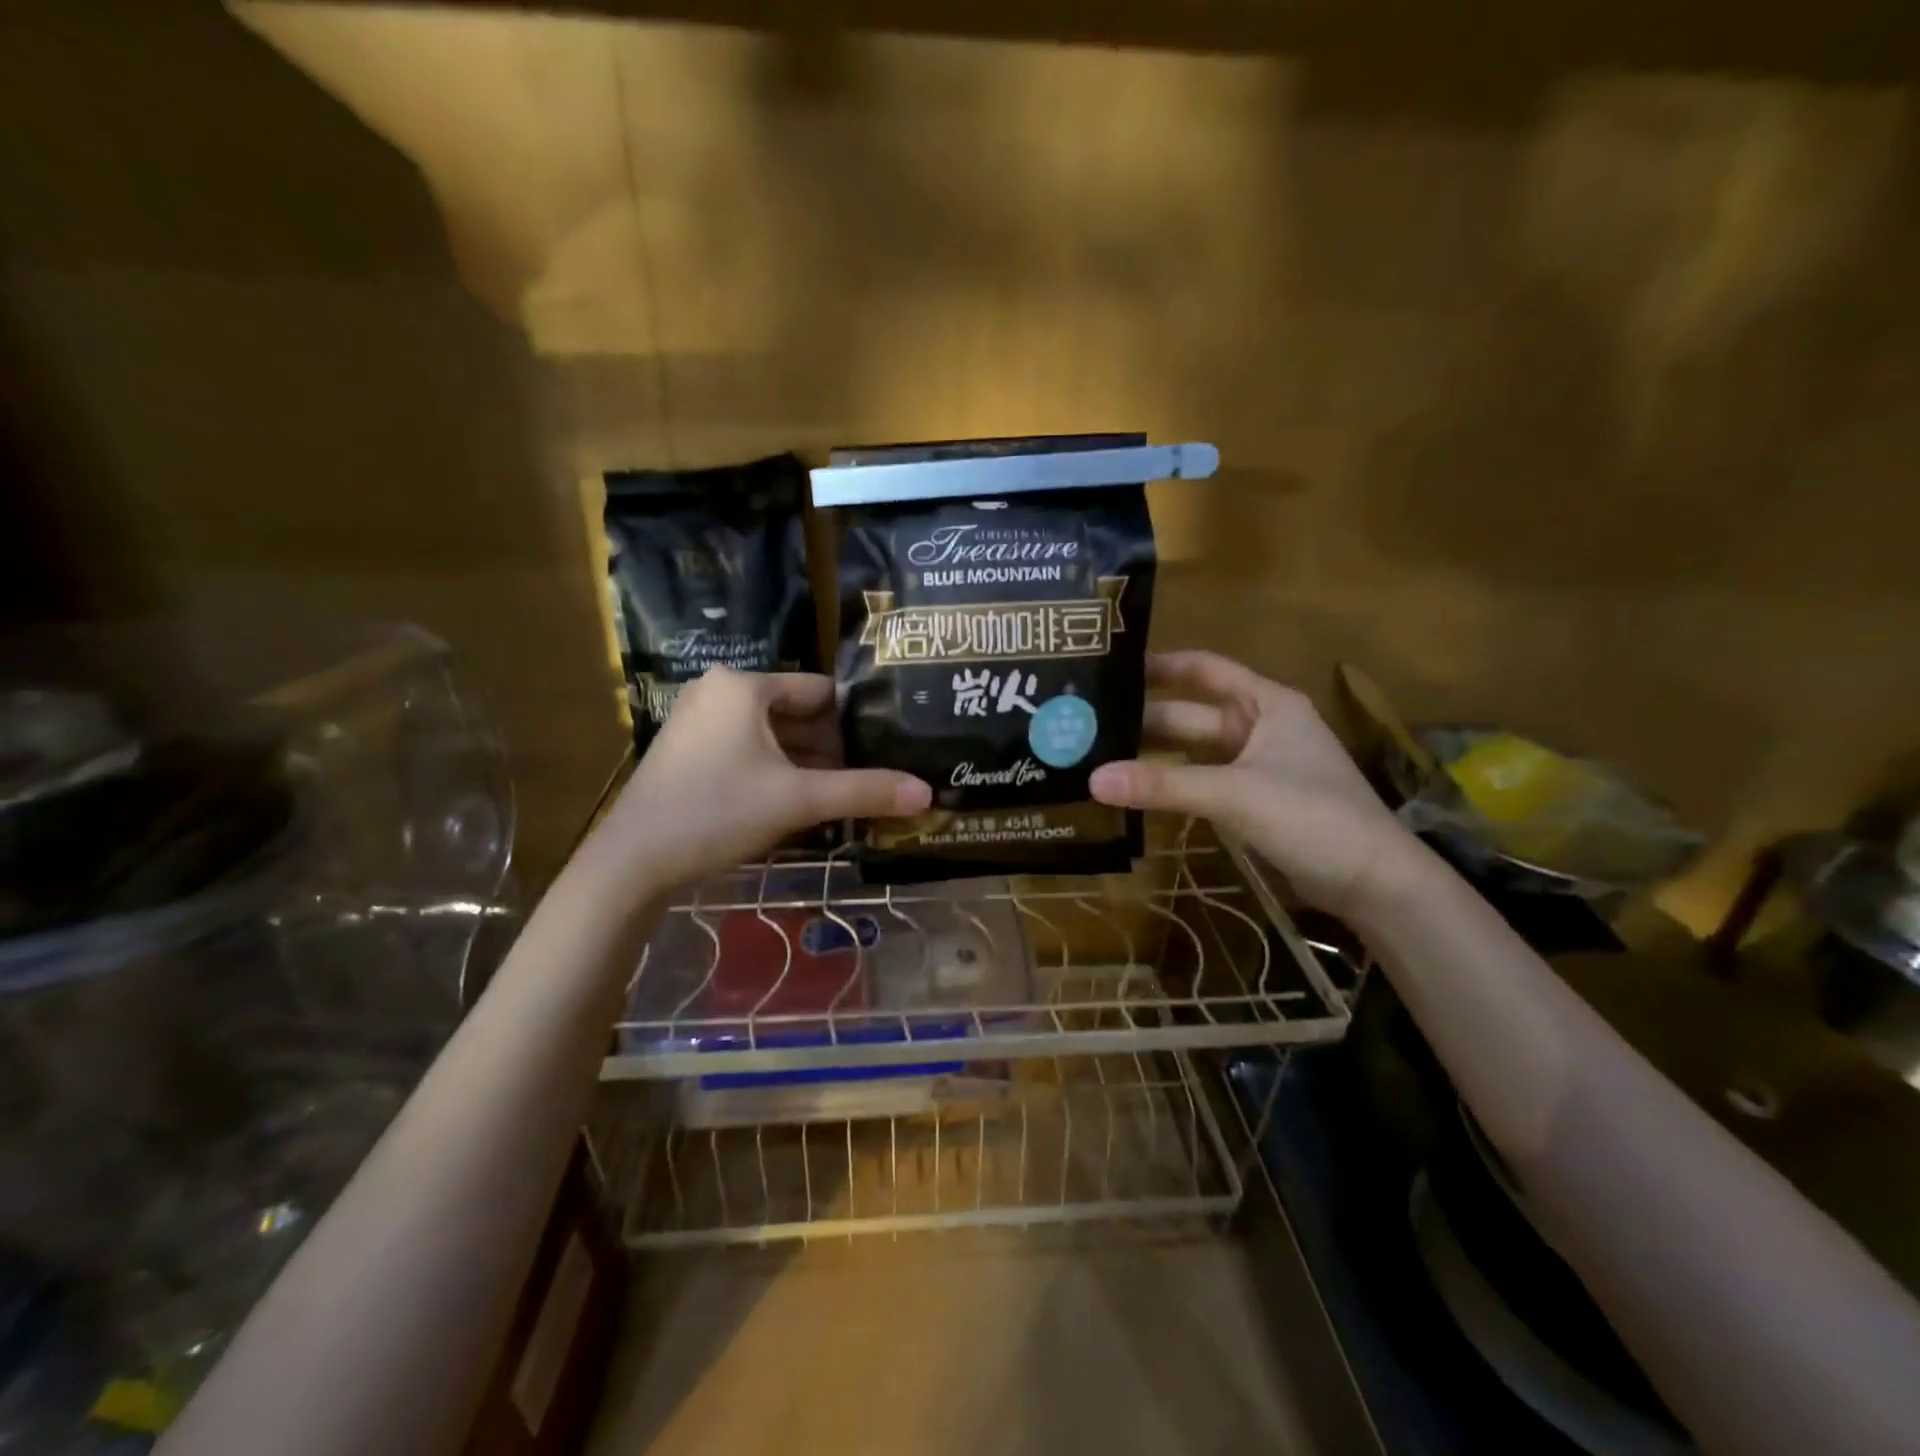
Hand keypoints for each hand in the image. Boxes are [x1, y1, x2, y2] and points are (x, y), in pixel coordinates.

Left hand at [595, 668, 929, 887]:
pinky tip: (802, 804)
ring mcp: (698, 722)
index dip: (856, 721)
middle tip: (871, 779)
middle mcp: (719, 692)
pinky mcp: (688, 753)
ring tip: (846, 796)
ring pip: (772, 738)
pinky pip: (748, 753)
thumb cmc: (717, 811)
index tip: (887, 749)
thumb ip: (864, 791)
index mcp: (744, 685)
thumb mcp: (798, 799)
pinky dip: (777, 774)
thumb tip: (928, 793)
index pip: (820, 691)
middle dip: (833, 749)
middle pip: (797, 715)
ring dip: (807, 766)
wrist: (632, 862)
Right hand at [1090, 651, 1414, 914]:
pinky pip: (1200, 781)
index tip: (1110, 669)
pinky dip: (1170, 783)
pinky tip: (1134, 789)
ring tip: (1097, 755)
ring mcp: (1254, 765)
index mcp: (1266, 703)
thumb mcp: (1236, 793)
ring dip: (1152, 754)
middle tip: (1084, 725)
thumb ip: (1165, 785)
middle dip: (1143, 719)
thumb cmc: (1314, 816)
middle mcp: (1258, 726)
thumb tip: (1093, 779)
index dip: (1159, 666)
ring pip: (1192, 751)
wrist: (1373, 883)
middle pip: (1190, 714)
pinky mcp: (1250, 800)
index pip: (1204, 669)